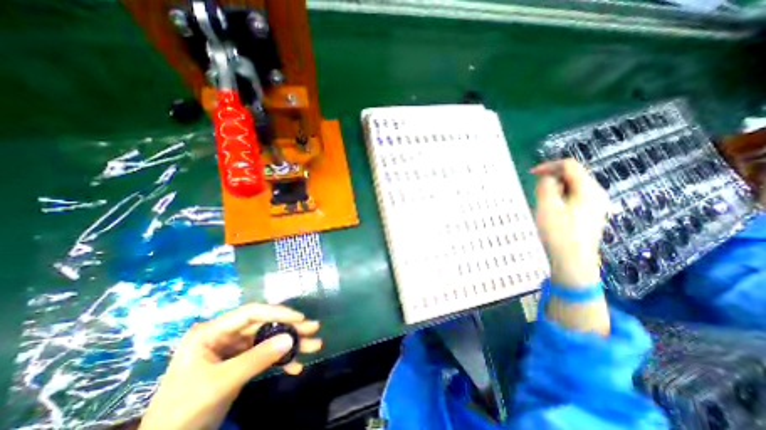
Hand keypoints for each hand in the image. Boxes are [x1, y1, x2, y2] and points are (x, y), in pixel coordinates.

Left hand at [139, 302, 321, 429]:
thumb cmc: (184, 410)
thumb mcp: (220, 383)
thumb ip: (256, 359)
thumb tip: (290, 339)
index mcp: (212, 332)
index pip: (251, 313)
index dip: (277, 312)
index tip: (300, 317)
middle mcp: (225, 335)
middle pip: (264, 326)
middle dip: (290, 328)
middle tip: (314, 328)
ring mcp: (234, 350)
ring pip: (268, 340)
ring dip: (291, 344)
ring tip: (314, 345)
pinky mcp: (240, 363)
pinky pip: (265, 356)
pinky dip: (281, 361)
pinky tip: (295, 367)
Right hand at [534, 159, 611, 288]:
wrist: (572, 263)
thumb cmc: (558, 233)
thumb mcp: (547, 206)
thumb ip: (545, 186)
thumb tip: (547, 176)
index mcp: (589, 190)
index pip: (570, 166)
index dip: (549, 166)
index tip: (531, 174)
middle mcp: (596, 195)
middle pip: (572, 176)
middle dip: (551, 179)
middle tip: (536, 192)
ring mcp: (595, 207)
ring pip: (572, 188)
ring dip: (554, 190)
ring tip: (541, 204)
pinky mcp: (589, 216)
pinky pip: (573, 199)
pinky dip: (559, 199)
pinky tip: (551, 213)